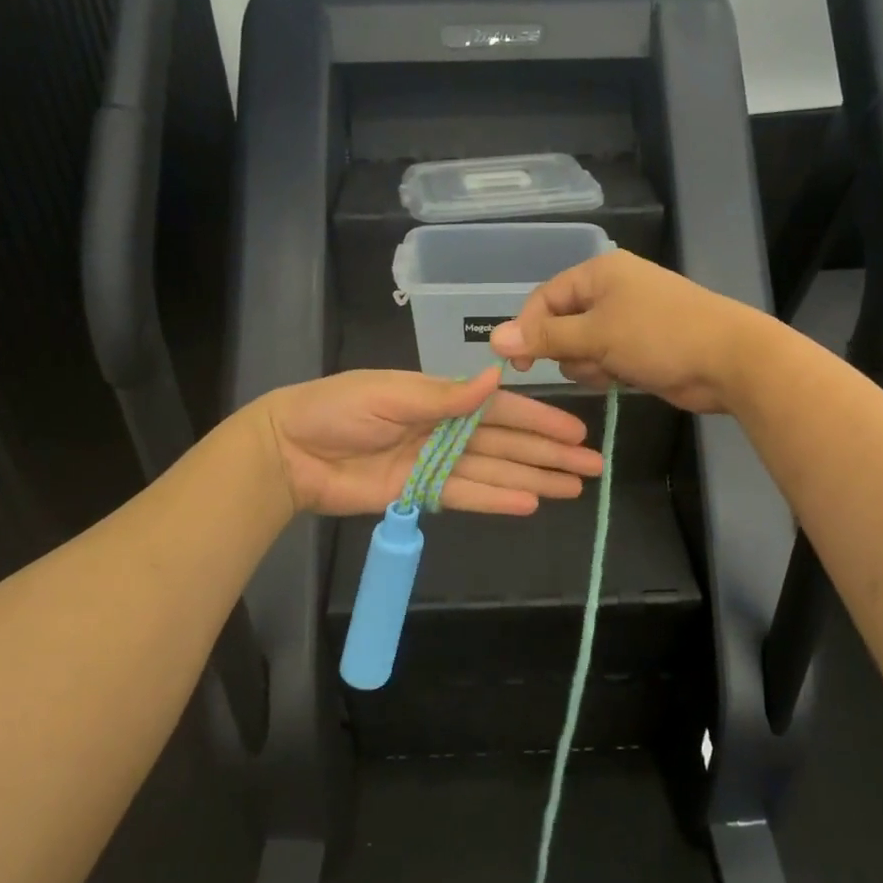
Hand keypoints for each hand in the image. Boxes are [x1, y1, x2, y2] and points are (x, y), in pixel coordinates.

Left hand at [259, 367, 603, 516]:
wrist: (290, 452)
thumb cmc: (337, 409)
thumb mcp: (391, 394)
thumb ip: (445, 396)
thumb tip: (497, 377)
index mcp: (440, 398)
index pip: (501, 410)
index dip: (539, 422)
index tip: (575, 433)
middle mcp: (446, 430)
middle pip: (507, 444)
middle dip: (549, 455)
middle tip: (592, 468)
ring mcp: (435, 464)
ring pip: (495, 472)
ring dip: (534, 479)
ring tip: (573, 490)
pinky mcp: (420, 494)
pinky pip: (466, 496)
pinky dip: (497, 500)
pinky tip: (530, 504)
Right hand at [489, 250, 780, 414]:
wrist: (728, 360)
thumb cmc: (659, 337)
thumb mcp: (596, 336)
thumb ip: (545, 338)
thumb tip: (493, 338)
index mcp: (599, 273)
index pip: (544, 299)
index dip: (527, 329)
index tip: (519, 364)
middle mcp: (610, 290)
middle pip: (561, 324)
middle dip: (568, 350)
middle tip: (589, 361)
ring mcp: (627, 318)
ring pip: (581, 347)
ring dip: (589, 364)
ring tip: (613, 370)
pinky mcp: (640, 345)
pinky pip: (604, 359)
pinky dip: (608, 371)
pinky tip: (625, 378)